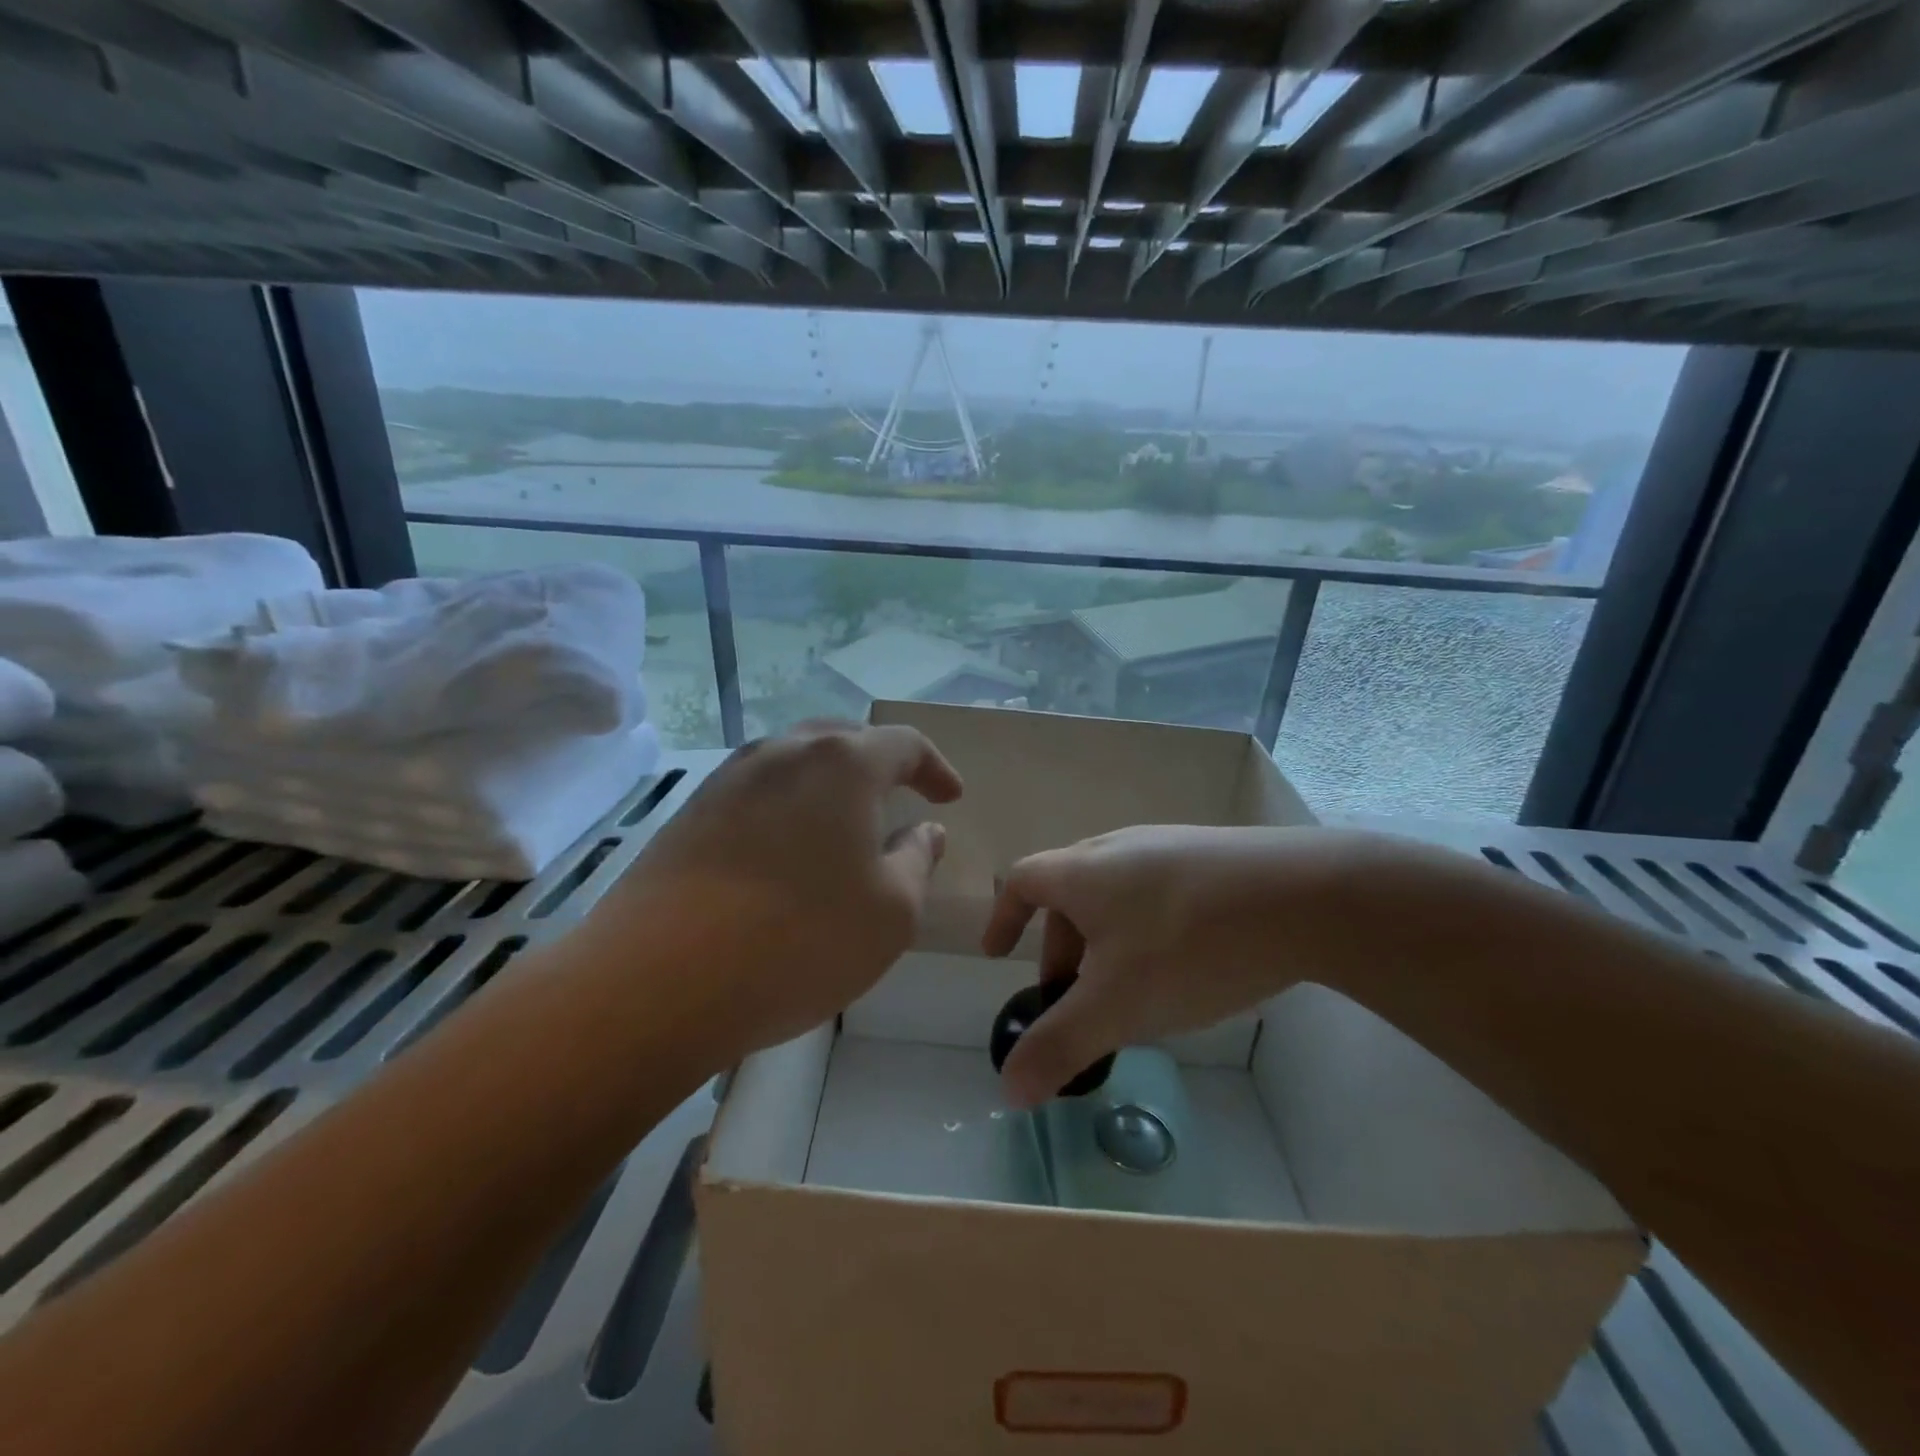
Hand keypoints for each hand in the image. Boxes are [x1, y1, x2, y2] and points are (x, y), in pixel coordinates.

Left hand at [589, 721, 961, 1063]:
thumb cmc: (799, 939)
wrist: (656, 980)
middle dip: (879, 764)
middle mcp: (784, 753)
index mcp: (842, 763)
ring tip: (842, 822)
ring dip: (829, 784)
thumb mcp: (891, 911)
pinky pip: (757, 791)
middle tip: (899, 797)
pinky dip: (787, 806)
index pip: (903, 743)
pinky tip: (785, 850)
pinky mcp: (691, 812)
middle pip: (844, 740)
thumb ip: (917, 860)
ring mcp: (729, 778)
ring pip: (795, 762)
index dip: (935, 767)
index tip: (949, 796)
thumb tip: (924, 831)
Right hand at [981, 824, 1366, 1104]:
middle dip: (1059, 947)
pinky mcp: (1211, 858)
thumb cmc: (1190, 945)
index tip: (998, 956)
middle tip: (1071, 998)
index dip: (1003, 917)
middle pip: (1068, 892)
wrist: (1306, 896)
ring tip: (1127, 989)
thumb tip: (1007, 1090)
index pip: (1022, 880)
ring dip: (1103, 940)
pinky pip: (1156, 891)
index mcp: (1083, 871)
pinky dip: (1144, 929)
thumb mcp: (1117, 1005)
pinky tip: (1183, 964)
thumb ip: (1059, 1047)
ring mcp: (1168, 847)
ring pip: (1114, 893)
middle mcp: (1118, 848)